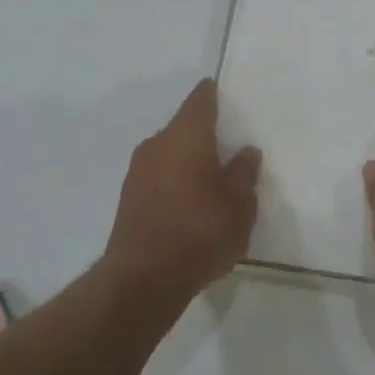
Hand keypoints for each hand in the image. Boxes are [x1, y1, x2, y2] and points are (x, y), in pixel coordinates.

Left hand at [102, 79, 260, 311]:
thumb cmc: (199, 233)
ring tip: (214, 176)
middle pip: (184, 127)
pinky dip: (176, 180)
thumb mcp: (239, 205)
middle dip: (205, 132)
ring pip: (170, 152)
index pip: (200, 100)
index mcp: (186, 136)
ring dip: (189, 159)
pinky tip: (192, 202)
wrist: (142, 280)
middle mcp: (157, 144)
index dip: (213, 94)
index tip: (226, 93)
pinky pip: (159, 176)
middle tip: (230, 142)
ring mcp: (138, 171)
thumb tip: (245, 151)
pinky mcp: (129, 198)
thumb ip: (243, 174)